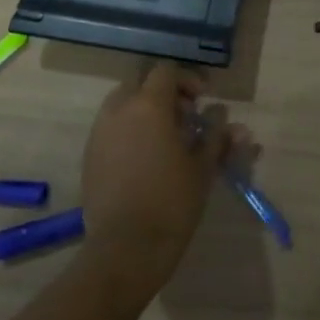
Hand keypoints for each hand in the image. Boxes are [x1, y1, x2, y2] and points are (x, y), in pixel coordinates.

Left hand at [78, 62, 244, 295]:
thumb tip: (229, 121)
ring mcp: (99, 134)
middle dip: (162, 94)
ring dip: (143, 112)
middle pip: (139, 83)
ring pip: (121, 105)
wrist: (126, 248)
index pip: (165, 71)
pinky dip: (128, 132)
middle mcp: (118, 111)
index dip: (186, 80)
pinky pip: (110, 129)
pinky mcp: (89, 157)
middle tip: (184, 117)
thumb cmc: (172, 201)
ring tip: (165, 140)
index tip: (201, 101)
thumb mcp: (203, 167)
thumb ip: (216, 137)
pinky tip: (145, 160)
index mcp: (148, 106)